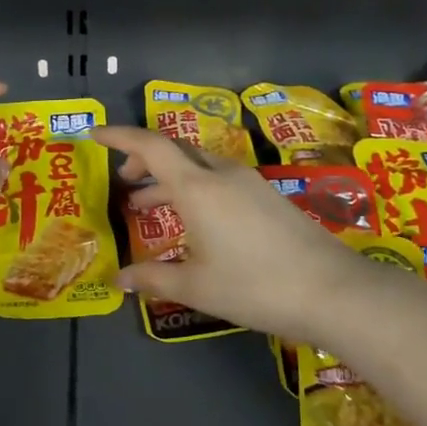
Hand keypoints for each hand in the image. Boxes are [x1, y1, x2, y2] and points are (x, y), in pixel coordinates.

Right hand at [96, 126, 384, 345]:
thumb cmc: (254, 286)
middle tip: (124, 184)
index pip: (150, 146)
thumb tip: (119, 280)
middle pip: (175, 151)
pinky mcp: (268, 197)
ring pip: (198, 166)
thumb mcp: (196, 287)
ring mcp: (249, 183)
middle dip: (144, 160)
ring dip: (170, 179)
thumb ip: (153, 278)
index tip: (93, 134)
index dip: (119, 136)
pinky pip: (219, 180)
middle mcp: (222, 174)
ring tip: (149, 206)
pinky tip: (194, 223)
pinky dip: (195, 190)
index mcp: (197, 187)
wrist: (333, 291)